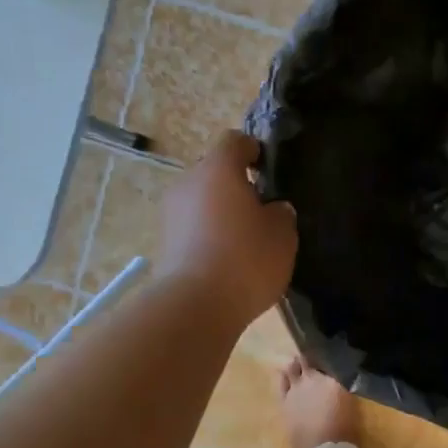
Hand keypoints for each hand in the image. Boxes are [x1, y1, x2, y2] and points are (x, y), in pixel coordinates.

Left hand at [158, 132, 297, 328]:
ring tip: (245, 240)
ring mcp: (171, 213)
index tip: (268, 166)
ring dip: (221, 214)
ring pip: (202, 202)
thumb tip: (273, 209)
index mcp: (218, 169)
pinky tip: (228, 260)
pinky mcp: (164, 243)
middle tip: (262, 210)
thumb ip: (281, 214)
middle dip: (236, 186)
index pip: (235, 141)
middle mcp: (188, 182)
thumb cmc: (246, 259)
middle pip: (214, 173)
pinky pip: (193, 229)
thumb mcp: (283, 236)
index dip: (253, 149)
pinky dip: (209, 237)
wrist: (196, 305)